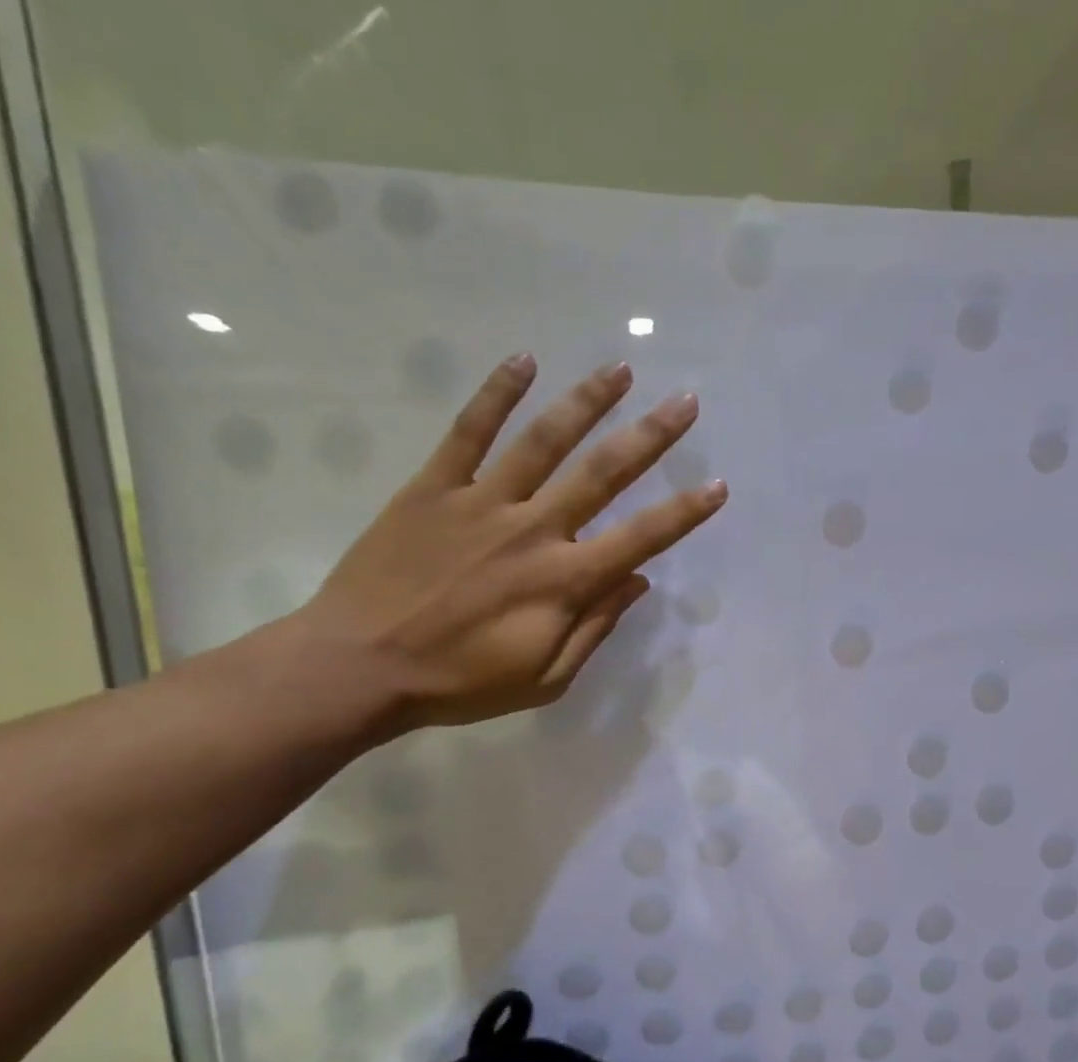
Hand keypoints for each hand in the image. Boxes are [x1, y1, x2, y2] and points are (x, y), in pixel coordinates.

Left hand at [300, 355, 724, 734]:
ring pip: (544, 441)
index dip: (684, 513)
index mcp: (563, 582)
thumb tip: (635, 583)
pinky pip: (469, 432)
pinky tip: (524, 361)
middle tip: (686, 402)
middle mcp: (533, 530)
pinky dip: (496, 394)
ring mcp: (481, 503)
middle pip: (602, 474)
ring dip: (586, 402)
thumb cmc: (460, 683)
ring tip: (620, 369)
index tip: (717, 485)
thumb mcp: (544, 679)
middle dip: (650, 436)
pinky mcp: (433, 488)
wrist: (360, 667)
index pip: (640, 539)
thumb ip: (594, 628)